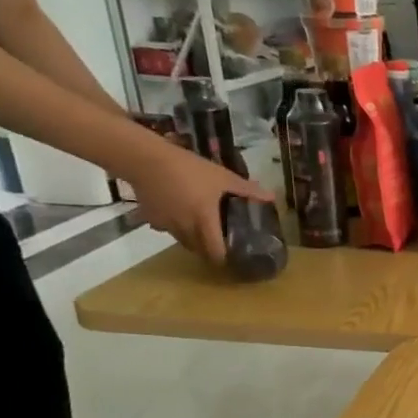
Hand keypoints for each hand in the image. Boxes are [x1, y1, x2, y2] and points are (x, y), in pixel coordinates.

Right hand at [128, 141, 273, 261]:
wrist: (146, 159)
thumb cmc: (190, 169)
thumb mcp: (223, 177)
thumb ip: (248, 190)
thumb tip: (272, 197)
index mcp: (204, 222)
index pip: (215, 252)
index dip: (225, 258)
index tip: (234, 257)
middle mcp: (184, 228)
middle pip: (199, 250)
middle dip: (211, 251)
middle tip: (223, 244)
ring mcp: (165, 225)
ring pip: (183, 241)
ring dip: (194, 240)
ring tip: (205, 230)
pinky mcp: (150, 218)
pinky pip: (167, 230)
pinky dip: (177, 228)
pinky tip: (182, 215)